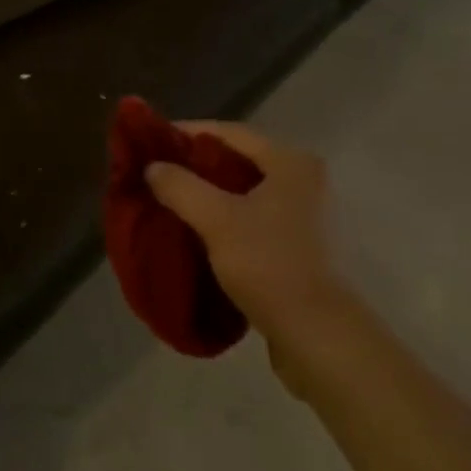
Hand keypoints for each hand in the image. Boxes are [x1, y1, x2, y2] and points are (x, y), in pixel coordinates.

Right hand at [145, 121, 350, 389]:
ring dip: (208, 195)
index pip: (228, 132)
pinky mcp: (300, 248)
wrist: (319, 338)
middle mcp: (304, 182)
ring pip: (244, 193)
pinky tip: (196, 231)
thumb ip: (180, 186)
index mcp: (291, 163)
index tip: (152, 140)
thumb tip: (153, 167)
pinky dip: (223, 219)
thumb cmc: (269, 265)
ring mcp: (306, 217)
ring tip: (170, 201)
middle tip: (157, 172)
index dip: (187, 133)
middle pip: (237, 161)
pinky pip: (252, 219)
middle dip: (195, 166)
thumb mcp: (216, 220)